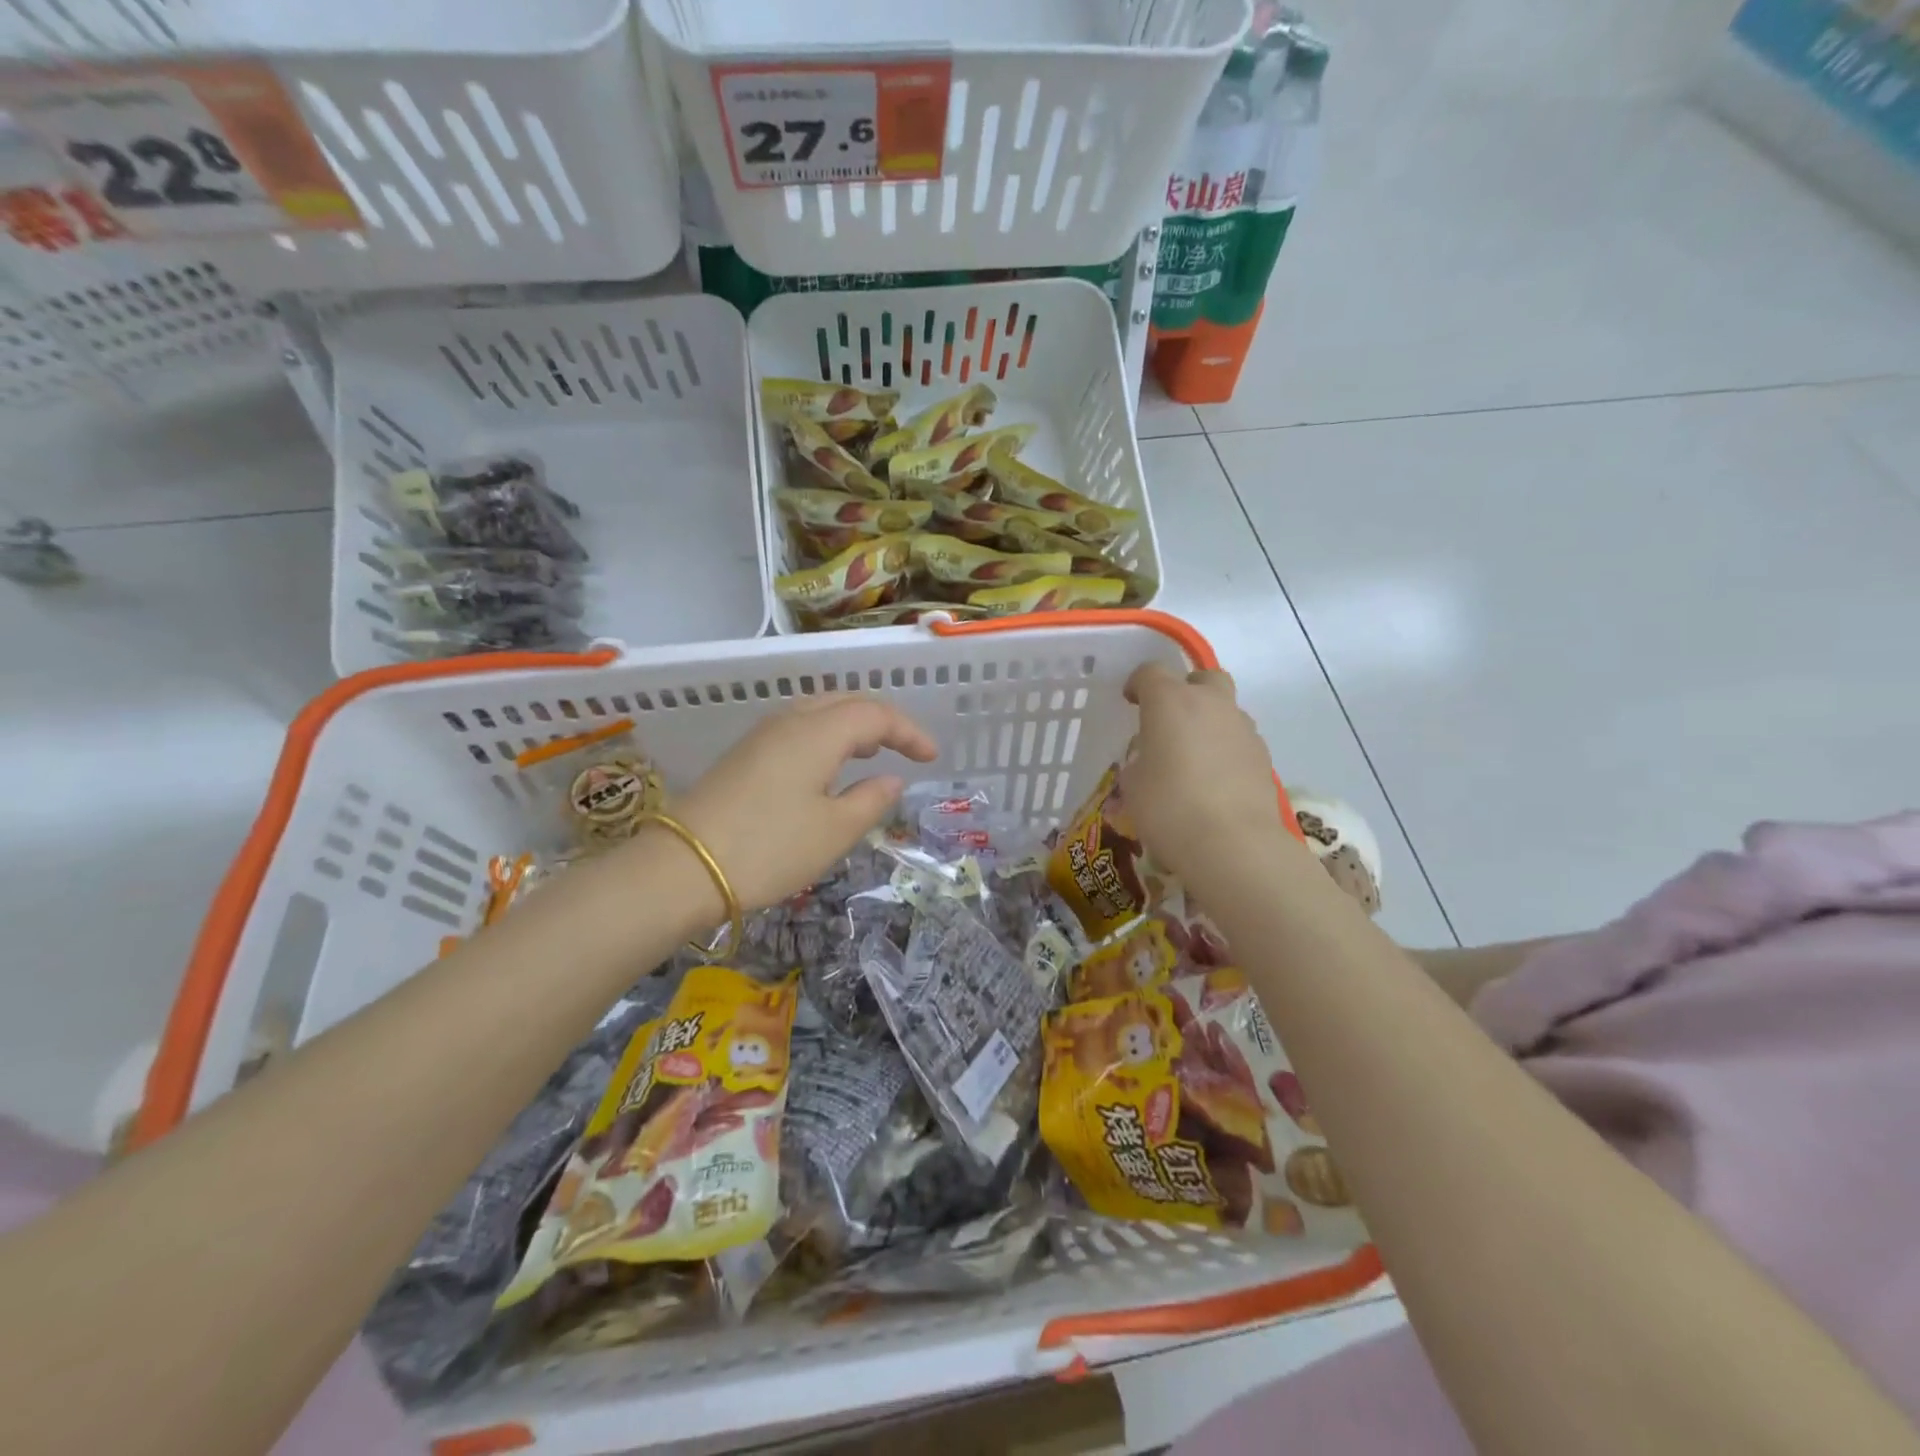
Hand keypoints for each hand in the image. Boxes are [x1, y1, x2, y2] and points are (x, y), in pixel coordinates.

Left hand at [665, 696, 937, 912]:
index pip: (875, 714)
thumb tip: (891, 779)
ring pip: (817, 713)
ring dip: (851, 726)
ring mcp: (761, 736)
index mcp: (818, 732)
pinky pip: (797, 730)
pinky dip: (825, 738)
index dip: (909, 732)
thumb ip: (871, 800)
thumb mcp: (835, 831)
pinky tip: (827, 769)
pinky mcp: (743, 756)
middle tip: (904, 748)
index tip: (931, 758)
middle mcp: (790, 721)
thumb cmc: (770, 848)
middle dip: (881, 721)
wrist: (682, 867)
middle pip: (845, 702)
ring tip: (871, 753)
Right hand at [1119, 663, 1291, 880]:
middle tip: (1170, 719)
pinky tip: (1215, 781)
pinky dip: (1225, 750)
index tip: (1130, 702)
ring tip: (1193, 756)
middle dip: (1186, 689)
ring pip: (1226, 709)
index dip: (1138, 684)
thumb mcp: (1132, 784)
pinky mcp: (1264, 756)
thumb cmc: (1168, 807)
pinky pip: (1239, 740)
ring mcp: (1243, 728)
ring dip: (1209, 721)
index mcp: (1170, 701)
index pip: (1151, 672)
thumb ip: (1139, 761)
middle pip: (1203, 677)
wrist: (1233, 844)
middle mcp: (1210, 704)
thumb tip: (1152, 759)